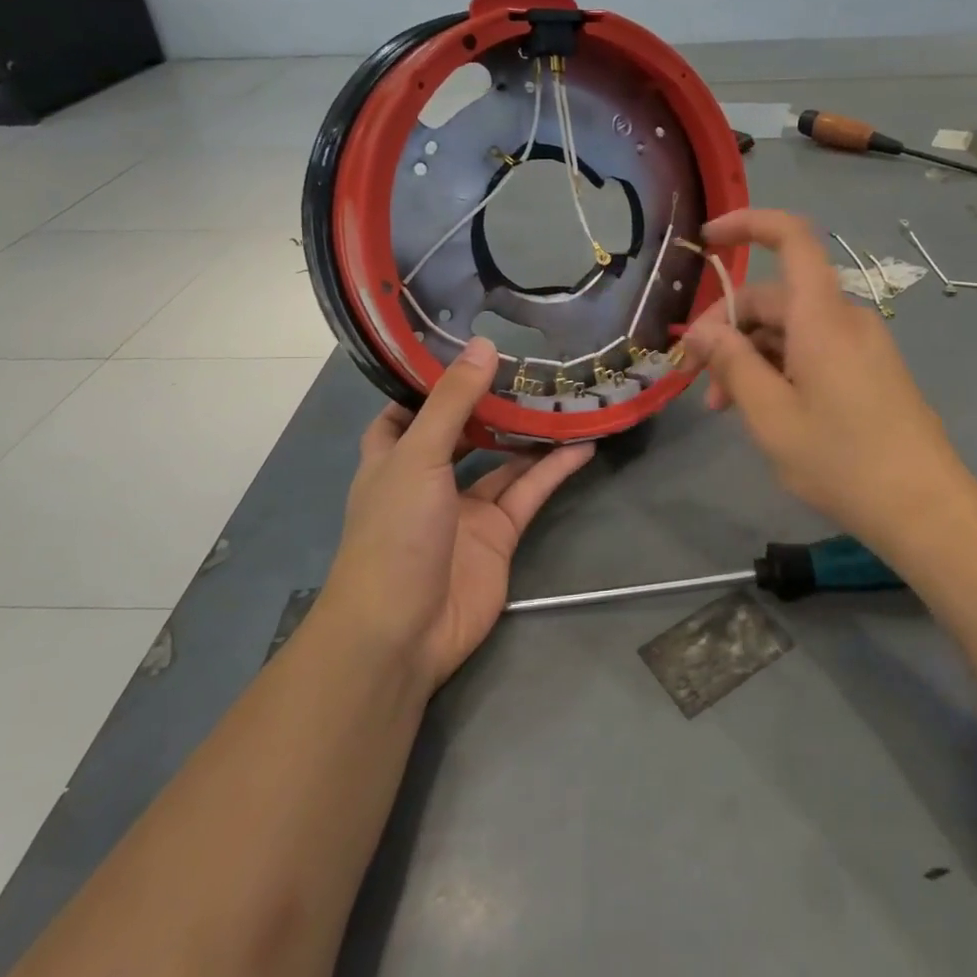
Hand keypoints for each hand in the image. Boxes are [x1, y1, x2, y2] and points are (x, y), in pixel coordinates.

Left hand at [327, 338, 593, 687]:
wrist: (403, 631)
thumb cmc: (394, 534)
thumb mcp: (418, 456)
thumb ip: (453, 402)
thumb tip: (484, 345)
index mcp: (393, 456)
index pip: (408, 408)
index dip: (432, 380)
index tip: (467, 346)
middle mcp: (429, 477)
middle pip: (465, 430)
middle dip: (493, 402)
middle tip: (532, 365)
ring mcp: (466, 508)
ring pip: (504, 460)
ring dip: (531, 433)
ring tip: (566, 396)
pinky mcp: (499, 534)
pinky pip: (529, 492)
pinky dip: (554, 470)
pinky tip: (583, 444)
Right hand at [681, 209, 974, 555]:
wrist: (925, 508)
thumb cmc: (841, 460)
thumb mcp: (771, 415)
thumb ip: (732, 363)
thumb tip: (700, 330)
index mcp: (822, 316)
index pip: (791, 237)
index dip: (747, 224)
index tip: (707, 239)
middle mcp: (845, 318)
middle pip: (776, 297)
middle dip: (728, 328)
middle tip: (695, 378)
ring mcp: (862, 344)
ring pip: (791, 328)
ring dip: (750, 356)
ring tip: (723, 408)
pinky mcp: (870, 369)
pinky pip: (814, 349)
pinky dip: (780, 367)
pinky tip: (763, 409)